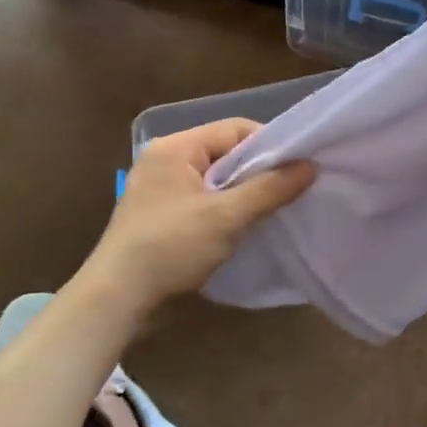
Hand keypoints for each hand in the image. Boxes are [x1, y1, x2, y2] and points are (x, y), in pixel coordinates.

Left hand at [72, 119, 313, 320]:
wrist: (116, 298)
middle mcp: (165, 159)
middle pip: (226, 151)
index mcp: (176, 147)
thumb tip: (311, 166)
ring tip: (272, 207)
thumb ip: (270, 188)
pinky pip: (203, 197)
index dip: (270, 144)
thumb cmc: (171, 246)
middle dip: (259, 169)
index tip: (297, 166)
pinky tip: (243, 224)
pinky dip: (225, 206)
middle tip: (291, 188)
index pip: (235, 128)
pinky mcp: (159, 213)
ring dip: (243, 191)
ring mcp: (159, 187)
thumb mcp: (227, 216)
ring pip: (216, 177)